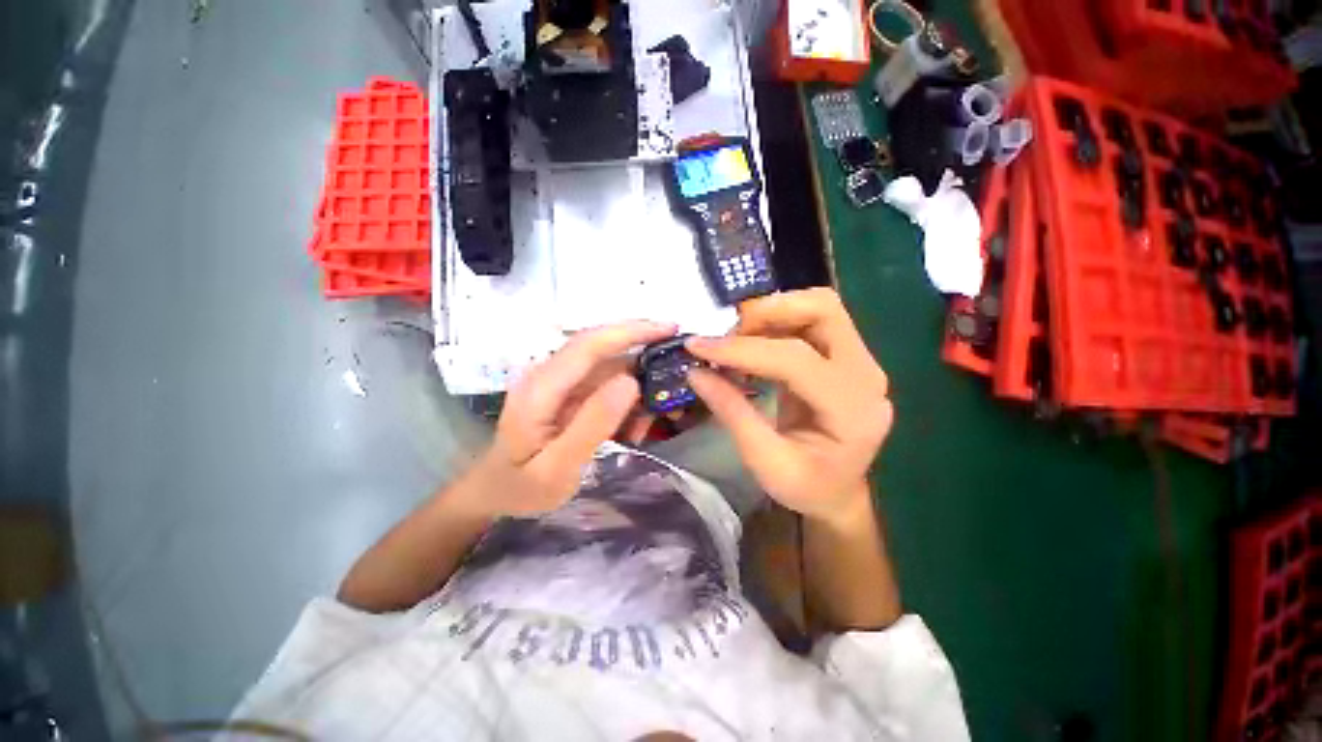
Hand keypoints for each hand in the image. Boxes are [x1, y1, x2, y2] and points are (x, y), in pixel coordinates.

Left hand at [470, 321, 676, 517]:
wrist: (496, 492)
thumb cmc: (522, 487)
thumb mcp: (558, 469)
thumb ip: (593, 425)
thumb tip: (631, 381)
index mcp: (541, 387)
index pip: (589, 344)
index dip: (631, 331)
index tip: (669, 328)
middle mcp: (548, 374)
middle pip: (602, 348)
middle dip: (641, 353)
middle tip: (674, 367)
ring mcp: (558, 381)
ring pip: (609, 367)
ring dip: (636, 387)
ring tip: (646, 424)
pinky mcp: (567, 390)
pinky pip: (605, 384)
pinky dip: (626, 400)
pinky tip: (632, 426)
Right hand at [685, 288, 891, 522]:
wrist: (839, 494)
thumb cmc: (807, 488)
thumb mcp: (764, 462)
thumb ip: (732, 412)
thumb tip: (695, 372)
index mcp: (852, 410)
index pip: (796, 359)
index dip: (743, 349)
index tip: (698, 347)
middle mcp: (865, 375)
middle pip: (824, 311)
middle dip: (768, 312)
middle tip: (728, 334)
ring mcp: (859, 361)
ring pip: (819, 308)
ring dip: (772, 313)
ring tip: (736, 337)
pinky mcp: (845, 357)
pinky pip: (812, 322)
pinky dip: (777, 323)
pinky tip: (751, 343)